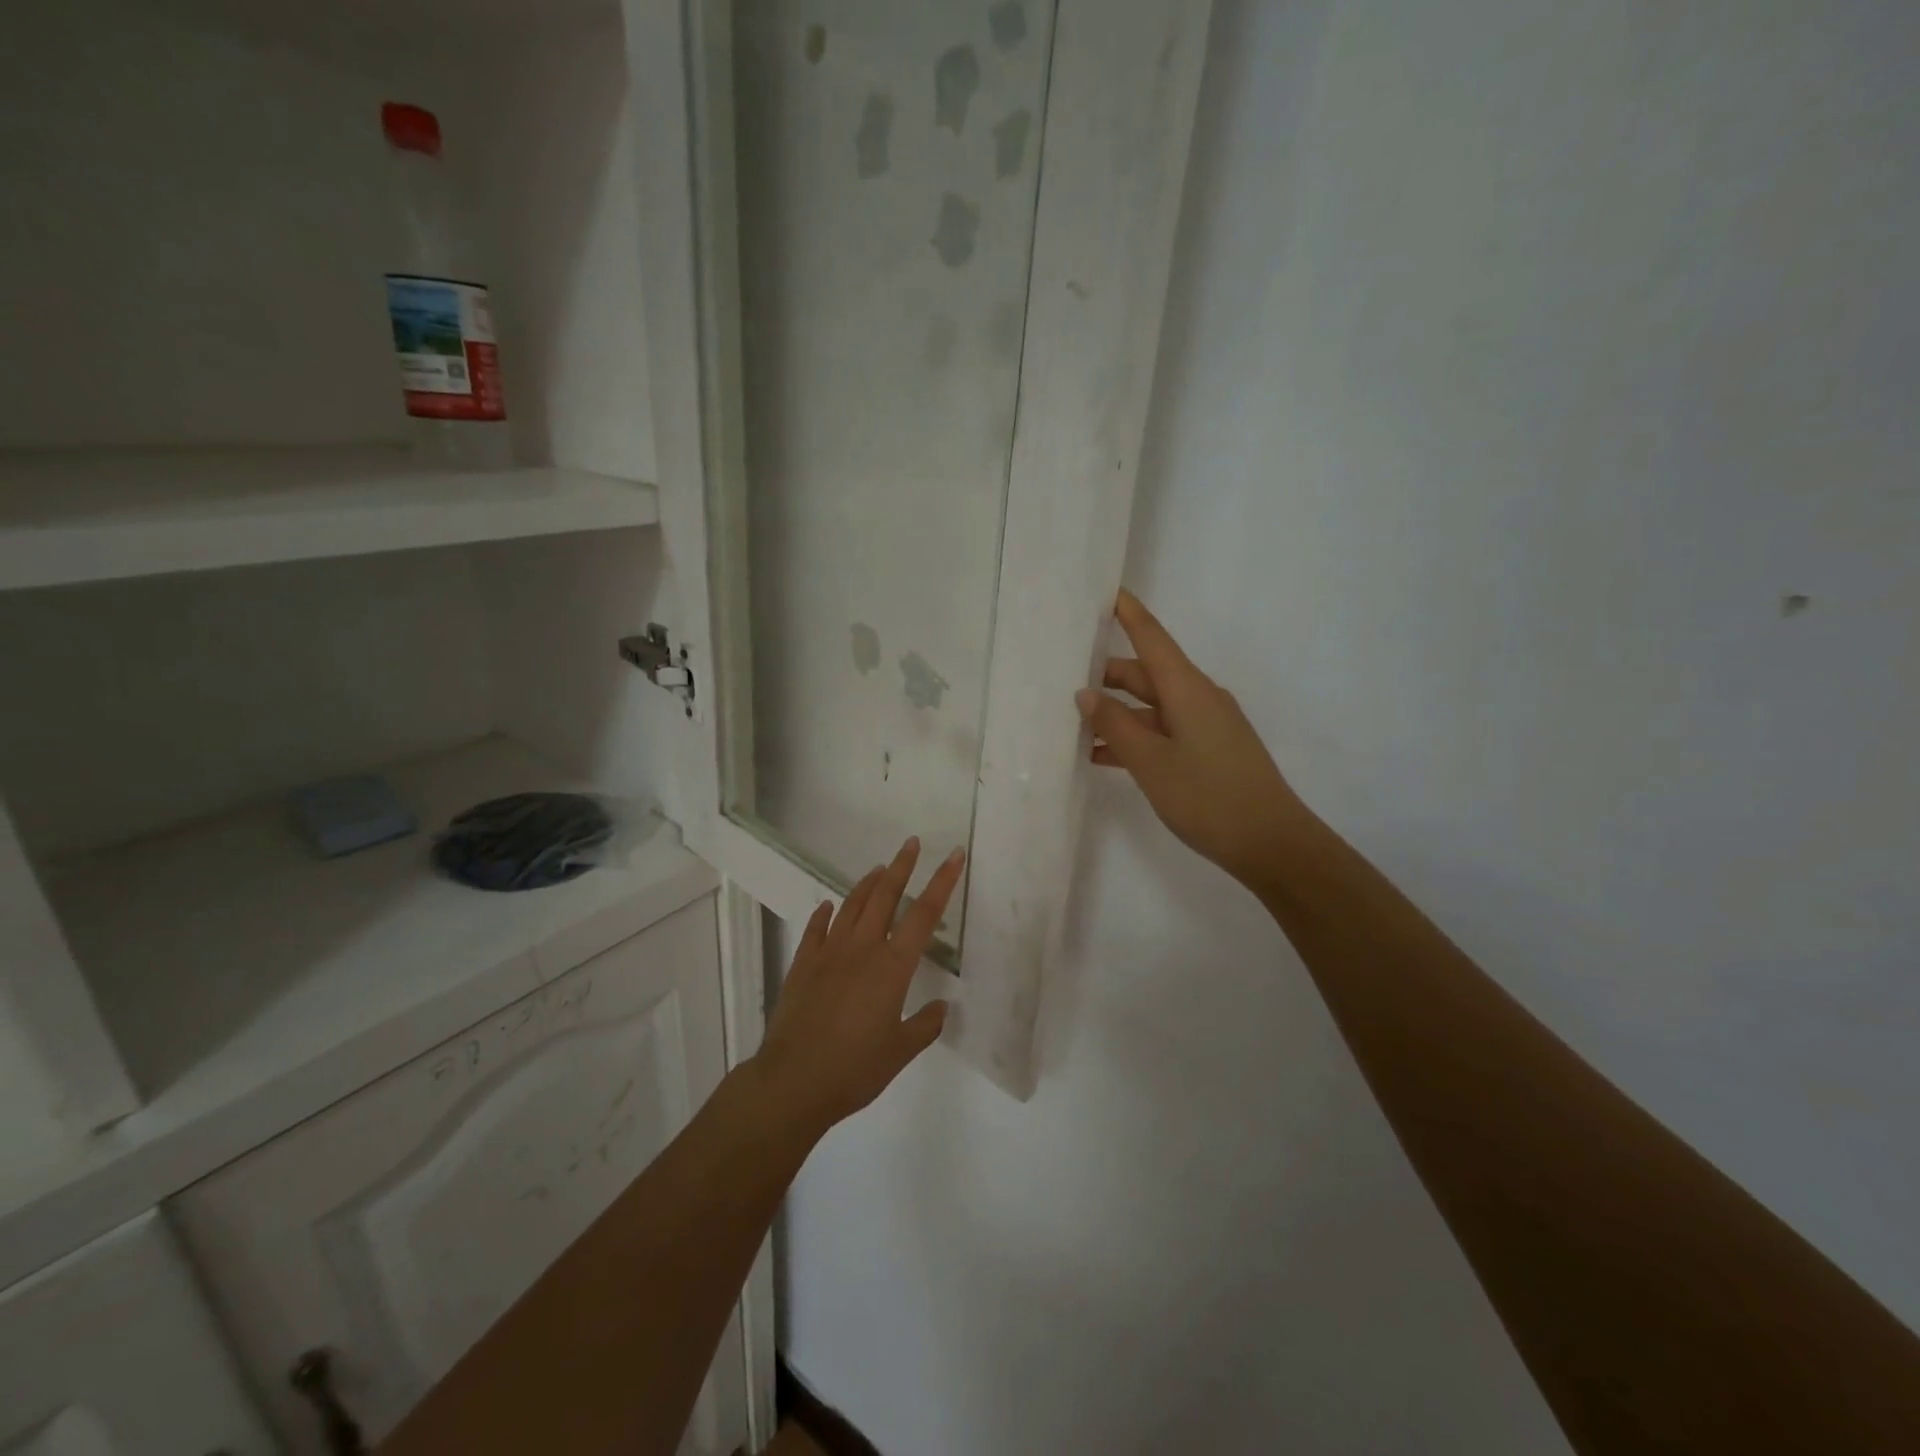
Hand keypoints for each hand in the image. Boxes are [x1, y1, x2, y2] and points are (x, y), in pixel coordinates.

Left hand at [751, 837, 963, 1138]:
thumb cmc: (855, 1068)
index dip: (942, 882)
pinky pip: (816, 929)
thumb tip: (941, 1007)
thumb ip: (925, 1026)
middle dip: (902, 867)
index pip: (924, 914)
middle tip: (912, 844)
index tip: (953, 856)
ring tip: (879, 868)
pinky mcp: (803, 964)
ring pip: (852, 905)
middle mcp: (862, 949)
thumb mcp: (901, 1051)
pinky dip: (824, 914)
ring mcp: (829, 953)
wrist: (794, 1080)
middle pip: (886, 896)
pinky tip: (827, 906)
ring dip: (867, 884)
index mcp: (892, 966)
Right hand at [1077, 590, 1308, 888]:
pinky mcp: (1207, 752)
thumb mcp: (1151, 762)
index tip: (1106, 592)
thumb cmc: (1208, 796)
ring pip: (1150, 707)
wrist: (1271, 844)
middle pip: (1145, 674)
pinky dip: (1133, 739)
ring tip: (1071, 724)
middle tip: (1061, 679)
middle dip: (1105, 676)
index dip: (1128, 613)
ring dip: (1115, 714)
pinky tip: (1100, 757)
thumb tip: (1086, 694)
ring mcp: (1204, 726)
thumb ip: (1115, 726)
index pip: (1152, 637)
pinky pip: (1162, 732)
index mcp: (1187, 689)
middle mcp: (1197, 698)